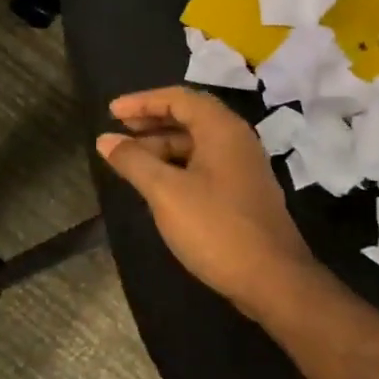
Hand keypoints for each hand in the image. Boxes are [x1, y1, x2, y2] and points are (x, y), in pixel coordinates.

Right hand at [96, 86, 316, 317]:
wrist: (273, 280)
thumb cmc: (216, 228)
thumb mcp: (166, 192)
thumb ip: (134, 161)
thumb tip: (105, 140)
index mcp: (222, 129)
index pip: (178, 98)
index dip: (142, 101)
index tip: (111, 112)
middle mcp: (236, 140)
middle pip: (189, 117)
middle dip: (151, 121)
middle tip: (118, 131)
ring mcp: (243, 167)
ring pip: (197, 143)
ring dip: (162, 145)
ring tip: (130, 160)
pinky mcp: (243, 192)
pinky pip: (204, 164)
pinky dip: (177, 165)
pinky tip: (157, 183)